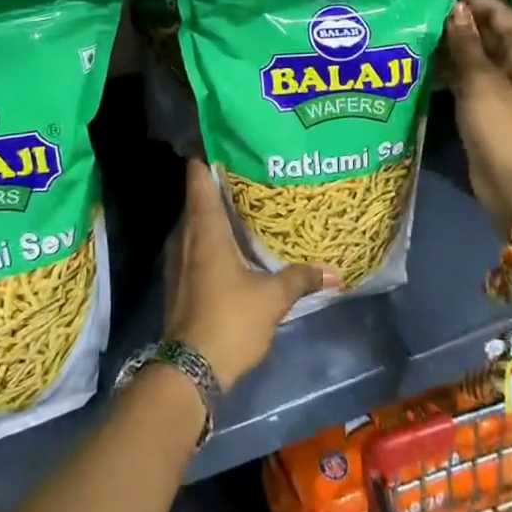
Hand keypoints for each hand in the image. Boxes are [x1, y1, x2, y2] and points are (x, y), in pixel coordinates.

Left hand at [164, 158, 338, 385]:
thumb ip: (300, 279)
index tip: (229, 140)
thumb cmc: (229, 321)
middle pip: (198, 196)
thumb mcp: (272, 298)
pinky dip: (210, 237)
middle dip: (221, 183)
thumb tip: (334, 271)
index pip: (198, 176)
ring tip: (246, 205)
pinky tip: (233, 245)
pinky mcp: (178, 280)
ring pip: (195, 222)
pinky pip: (193, 244)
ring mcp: (177, 259)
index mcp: (204, 228)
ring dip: (215, 213)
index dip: (209, 154)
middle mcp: (185, 235)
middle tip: (252, 172)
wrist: (189, 371)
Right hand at [440, 0, 511, 235]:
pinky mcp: (492, 106)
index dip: (468, 0)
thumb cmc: (505, 129)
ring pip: (476, 55)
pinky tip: (423, 65)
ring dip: (450, 47)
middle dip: (456, 23)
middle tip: (418, 11)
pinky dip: (451, 71)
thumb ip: (465, 43)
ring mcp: (507, 85)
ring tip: (414, 33)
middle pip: (487, 31)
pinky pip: (470, 78)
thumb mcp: (480, 82)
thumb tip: (455, 8)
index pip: (497, 11)